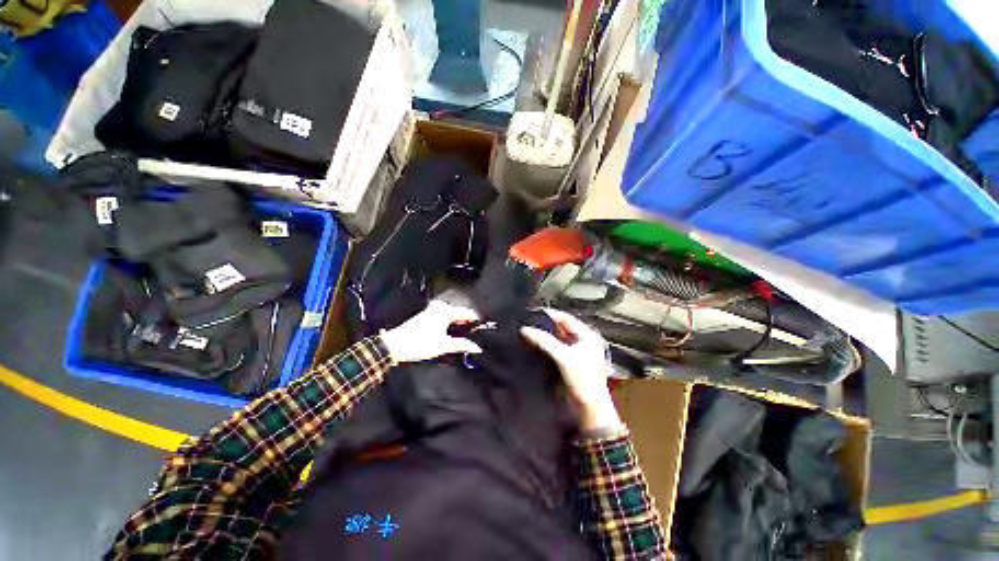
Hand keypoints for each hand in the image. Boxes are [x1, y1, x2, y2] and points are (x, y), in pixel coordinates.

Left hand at [380, 301, 482, 363]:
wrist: (395, 345)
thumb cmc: (420, 343)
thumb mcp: (444, 345)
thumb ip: (462, 345)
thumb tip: (477, 347)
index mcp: (446, 312)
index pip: (466, 312)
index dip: (475, 319)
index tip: (482, 326)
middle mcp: (439, 308)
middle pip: (458, 312)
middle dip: (466, 320)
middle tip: (474, 331)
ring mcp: (431, 311)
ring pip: (450, 314)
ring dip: (457, 321)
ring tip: (463, 332)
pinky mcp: (425, 316)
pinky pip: (442, 316)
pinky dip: (449, 322)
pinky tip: (449, 331)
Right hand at [521, 308, 622, 432]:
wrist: (589, 409)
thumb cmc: (582, 380)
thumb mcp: (564, 357)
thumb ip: (544, 341)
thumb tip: (524, 329)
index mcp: (587, 335)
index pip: (565, 318)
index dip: (549, 315)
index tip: (531, 313)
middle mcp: (582, 340)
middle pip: (560, 328)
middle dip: (544, 325)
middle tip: (526, 322)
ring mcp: (575, 352)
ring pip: (556, 338)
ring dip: (544, 336)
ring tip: (526, 332)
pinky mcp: (568, 362)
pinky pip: (554, 348)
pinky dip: (545, 346)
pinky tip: (532, 344)